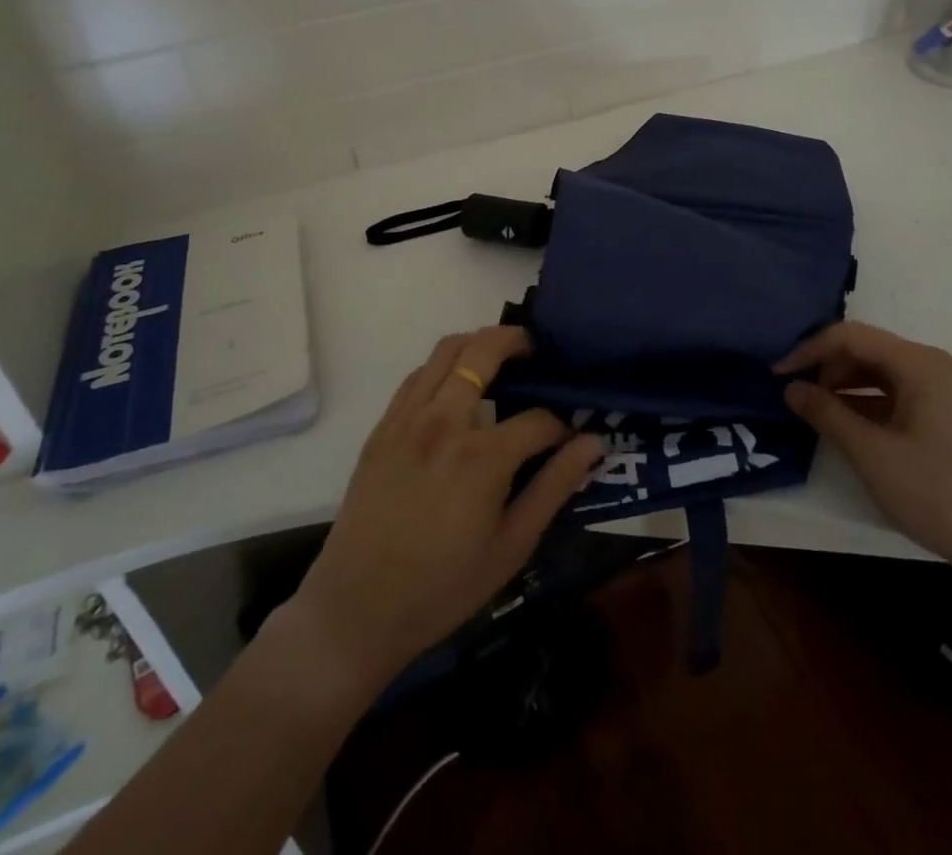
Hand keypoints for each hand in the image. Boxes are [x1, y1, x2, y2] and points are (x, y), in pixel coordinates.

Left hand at [276, 326, 604, 692]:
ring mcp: (408, 419)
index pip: (537, 420)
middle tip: (534, 349)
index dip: (561, 427)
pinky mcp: (383, 427)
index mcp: (483, 456)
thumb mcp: (512, 545)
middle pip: (484, 351)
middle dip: (517, 341)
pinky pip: (417, 376)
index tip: (569, 440)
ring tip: (498, 357)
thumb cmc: (443, 586)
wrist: (357, 610)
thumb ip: (555, 486)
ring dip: (478, 343)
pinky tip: (455, 387)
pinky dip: (443, 366)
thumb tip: (594, 443)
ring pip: (446, 351)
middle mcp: (445, 422)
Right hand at [778, 321, 951, 590]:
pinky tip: (846, 425)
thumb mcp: (871, 453)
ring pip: (880, 373)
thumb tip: (790, 388)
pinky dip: (866, 403)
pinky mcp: (946, 416)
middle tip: (794, 394)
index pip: (850, 336)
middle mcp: (933, 366)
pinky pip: (896, 393)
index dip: (809, 350)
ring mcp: (943, 391)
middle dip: (826, 367)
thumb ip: (826, 413)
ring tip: (814, 409)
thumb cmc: (936, 492)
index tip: (777, 373)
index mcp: (919, 364)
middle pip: (866, 350)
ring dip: (844, 385)